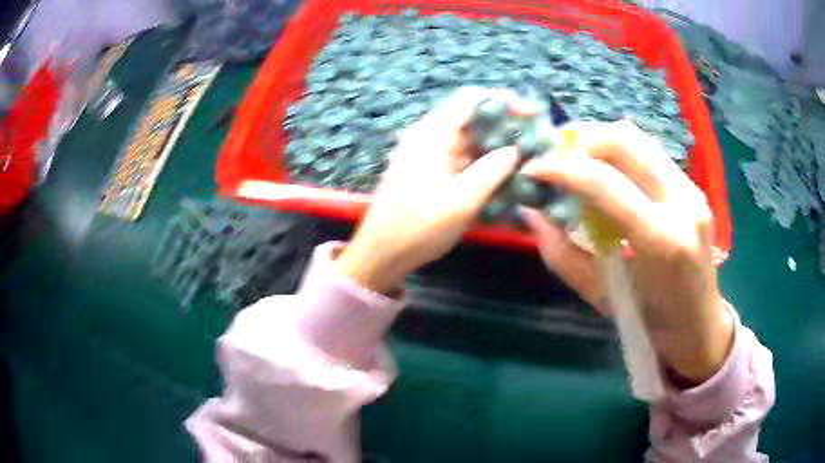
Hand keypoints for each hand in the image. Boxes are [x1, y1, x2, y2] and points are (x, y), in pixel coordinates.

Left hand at [337, 88, 523, 294]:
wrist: (382, 253)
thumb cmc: (419, 227)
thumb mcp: (461, 201)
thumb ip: (492, 171)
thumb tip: (515, 150)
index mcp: (432, 134)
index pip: (471, 100)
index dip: (503, 101)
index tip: (531, 114)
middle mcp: (429, 137)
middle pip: (472, 118)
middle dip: (504, 125)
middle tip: (534, 139)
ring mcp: (428, 154)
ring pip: (468, 140)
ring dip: (495, 145)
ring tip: (526, 156)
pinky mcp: (430, 172)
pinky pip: (462, 158)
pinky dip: (483, 162)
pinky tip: (504, 174)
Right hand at [521, 120, 733, 385]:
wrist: (701, 326)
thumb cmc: (652, 324)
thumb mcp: (601, 296)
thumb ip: (562, 254)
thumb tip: (530, 213)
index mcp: (662, 241)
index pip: (605, 183)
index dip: (562, 168)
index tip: (532, 169)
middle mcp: (683, 203)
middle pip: (625, 141)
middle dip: (580, 140)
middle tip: (553, 156)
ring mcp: (693, 190)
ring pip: (638, 139)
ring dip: (599, 141)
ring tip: (575, 160)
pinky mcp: (694, 187)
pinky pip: (650, 153)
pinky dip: (619, 154)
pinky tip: (606, 173)